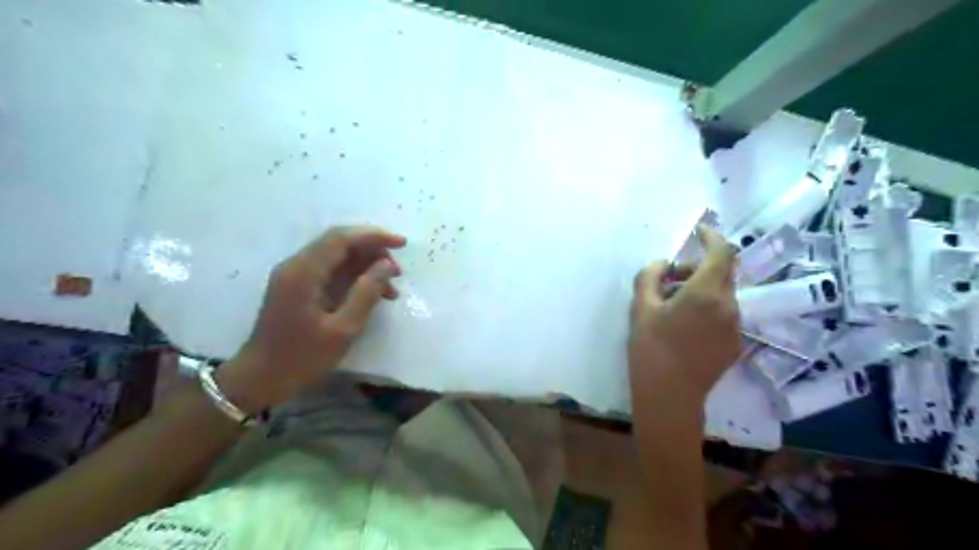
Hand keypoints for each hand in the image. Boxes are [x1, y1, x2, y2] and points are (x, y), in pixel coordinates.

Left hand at [217, 223, 406, 413]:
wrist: (261, 378)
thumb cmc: (302, 357)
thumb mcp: (343, 329)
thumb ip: (366, 293)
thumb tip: (387, 265)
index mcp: (303, 272)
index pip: (341, 238)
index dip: (374, 236)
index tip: (401, 243)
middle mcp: (297, 266)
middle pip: (339, 243)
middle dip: (373, 252)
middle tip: (398, 272)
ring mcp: (296, 276)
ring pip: (337, 257)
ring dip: (366, 266)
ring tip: (391, 288)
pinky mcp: (298, 287)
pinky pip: (331, 271)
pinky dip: (354, 278)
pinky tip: (373, 294)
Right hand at [632, 226, 738, 402]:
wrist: (669, 396)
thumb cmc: (650, 348)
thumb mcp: (640, 308)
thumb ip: (650, 276)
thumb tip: (663, 264)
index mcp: (706, 292)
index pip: (722, 252)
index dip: (712, 237)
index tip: (698, 231)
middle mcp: (729, 306)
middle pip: (721, 273)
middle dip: (697, 267)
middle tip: (668, 278)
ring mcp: (735, 326)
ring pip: (722, 294)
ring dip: (701, 288)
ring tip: (672, 305)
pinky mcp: (734, 344)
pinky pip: (723, 314)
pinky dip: (707, 308)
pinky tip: (684, 326)